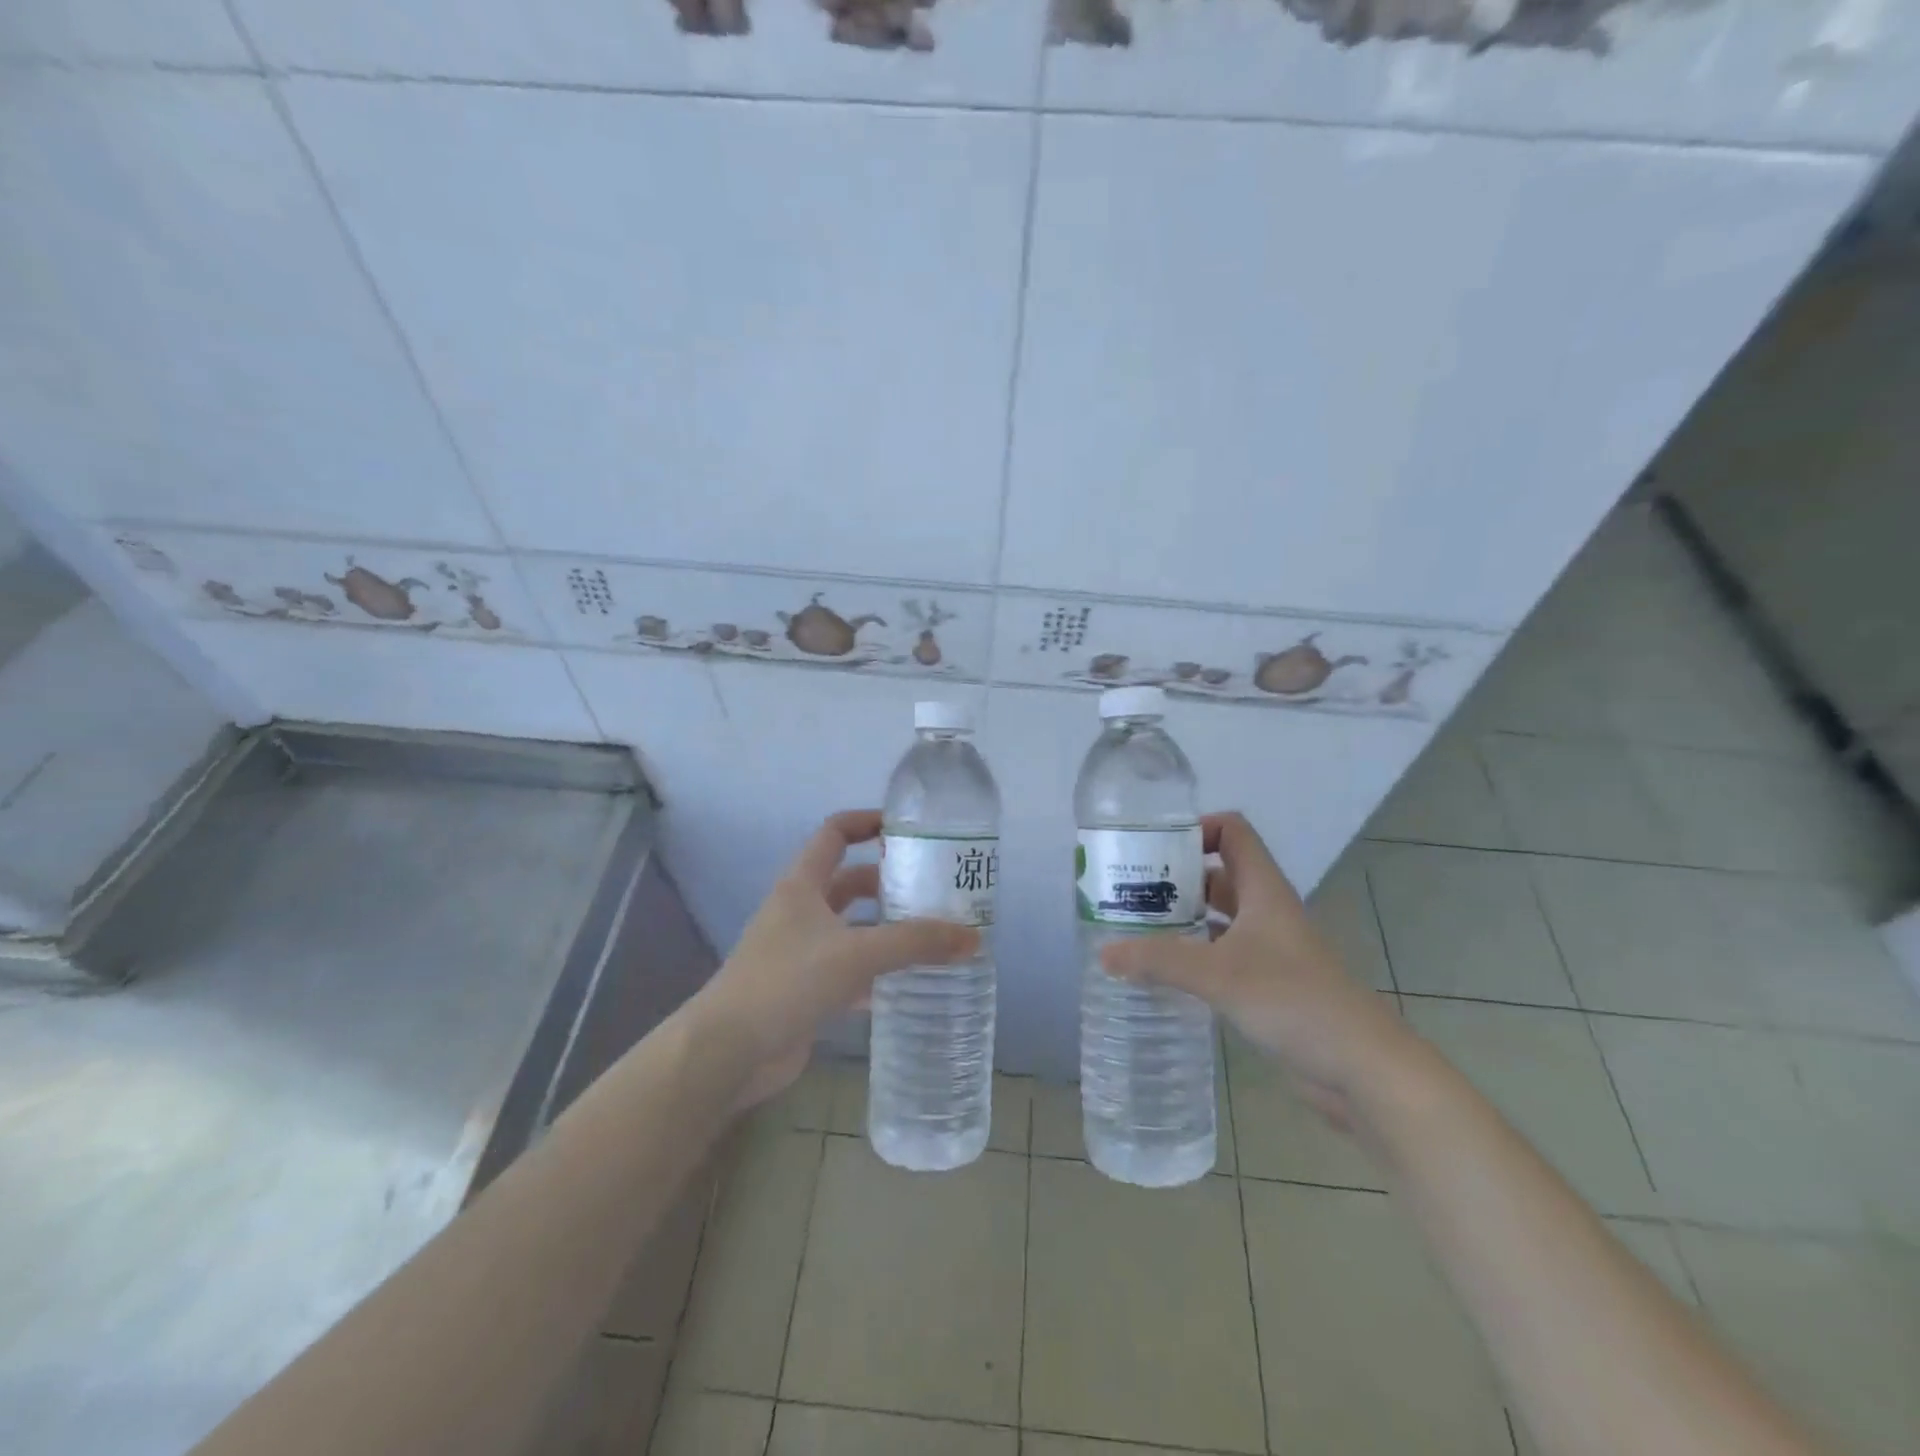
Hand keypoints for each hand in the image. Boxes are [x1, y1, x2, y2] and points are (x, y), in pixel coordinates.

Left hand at [692, 810, 979, 1109]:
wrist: (728, 1052)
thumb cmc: (787, 981)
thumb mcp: (856, 954)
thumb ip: (915, 943)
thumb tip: (973, 938)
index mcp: (802, 885)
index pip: (835, 833)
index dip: (868, 822)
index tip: (908, 829)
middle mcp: (800, 912)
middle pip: (849, 883)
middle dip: (889, 884)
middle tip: (934, 891)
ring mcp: (799, 953)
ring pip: (852, 930)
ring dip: (886, 932)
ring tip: (933, 937)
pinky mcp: (804, 991)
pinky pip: (849, 972)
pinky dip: (876, 975)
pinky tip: (909, 986)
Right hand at [1099, 812, 1414, 1128]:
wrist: (1361, 1067)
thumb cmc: (1294, 1000)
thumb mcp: (1219, 974)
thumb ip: (1159, 961)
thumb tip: (1103, 953)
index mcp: (1262, 889)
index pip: (1231, 831)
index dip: (1195, 827)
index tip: (1152, 847)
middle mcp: (1265, 910)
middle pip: (1216, 873)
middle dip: (1173, 877)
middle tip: (1127, 890)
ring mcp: (1267, 948)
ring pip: (1217, 916)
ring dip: (1180, 918)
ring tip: (1133, 927)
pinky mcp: (1266, 983)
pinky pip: (1221, 954)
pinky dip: (1192, 955)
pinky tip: (1161, 970)